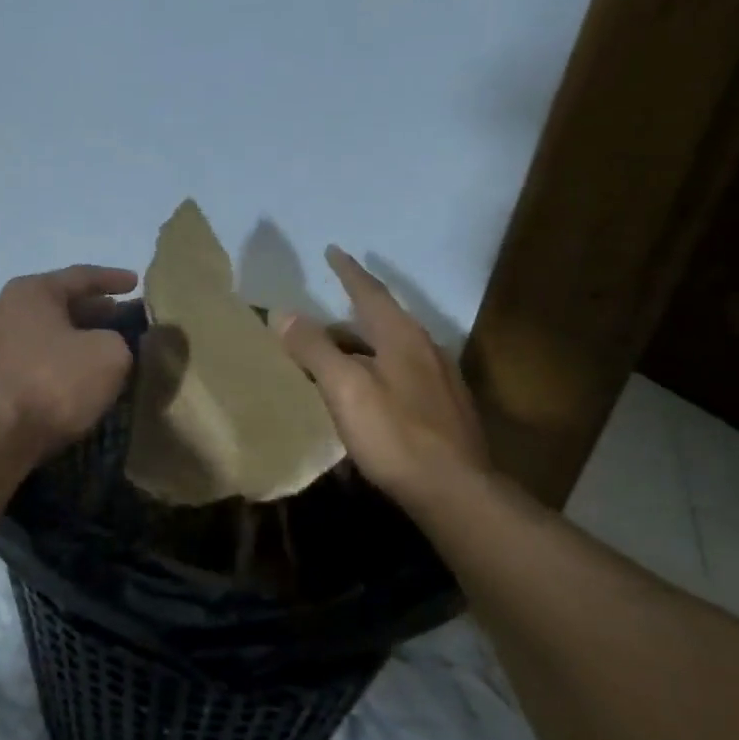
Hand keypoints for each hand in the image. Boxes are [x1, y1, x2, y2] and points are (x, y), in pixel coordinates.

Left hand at [0, 265, 138, 459]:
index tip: (136, 283)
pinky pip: (31, 359)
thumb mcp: (110, 355)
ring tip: (101, 347)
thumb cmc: (55, 383)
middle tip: (121, 317)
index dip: (113, 279)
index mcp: (31, 291)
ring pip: (44, 333)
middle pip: (58, 304)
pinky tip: (74, 375)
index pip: (81, 276)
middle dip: (93, 310)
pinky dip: (56, 360)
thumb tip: (107, 344)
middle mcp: (3, 309)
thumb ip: (118, 339)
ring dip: (74, 338)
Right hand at [279, 247, 488, 506]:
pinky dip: (376, 371)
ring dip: (362, 348)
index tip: (332, 250)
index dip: (348, 271)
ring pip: (393, 351)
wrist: (455, 489)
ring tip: (334, 359)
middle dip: (347, 318)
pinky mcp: (444, 408)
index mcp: (403, 336)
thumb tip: (284, 313)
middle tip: (315, 325)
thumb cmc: (395, 435)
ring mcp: (440, 379)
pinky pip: (402, 374)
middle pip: (381, 322)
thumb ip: (315, 349)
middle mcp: (426, 348)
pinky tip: (366, 395)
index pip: (370, 292)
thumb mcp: (345, 389)